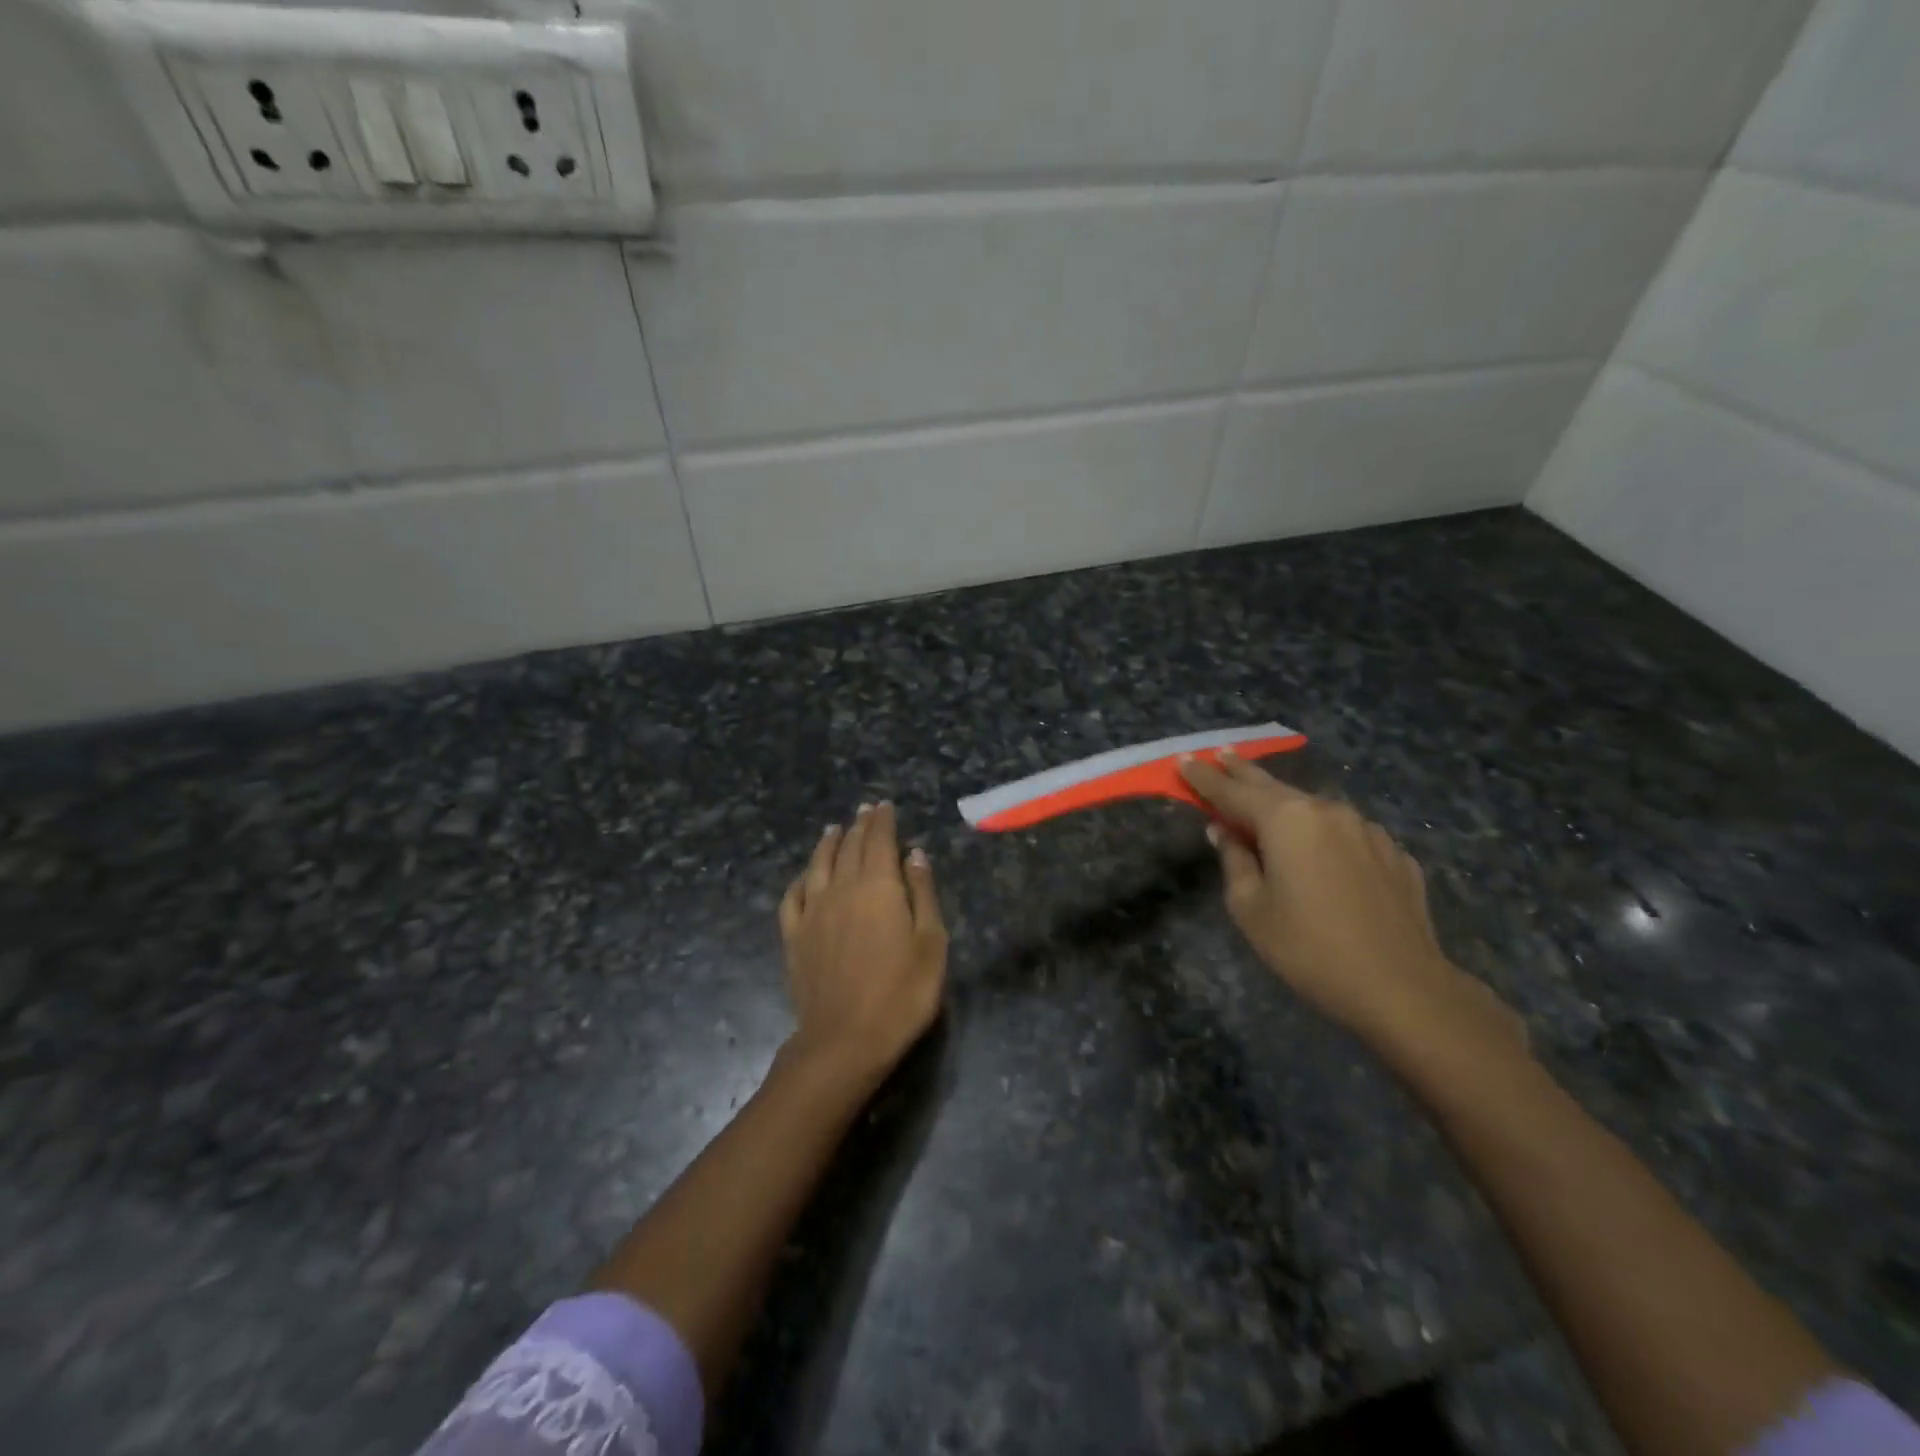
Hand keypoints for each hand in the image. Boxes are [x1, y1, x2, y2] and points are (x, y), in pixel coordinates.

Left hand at [779, 802, 947, 1085]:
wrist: (845, 1040)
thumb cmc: (901, 993)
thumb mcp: (931, 943)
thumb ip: (923, 893)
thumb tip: (915, 854)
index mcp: (878, 886)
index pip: (879, 840)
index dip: (882, 821)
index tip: (884, 806)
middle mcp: (841, 889)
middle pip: (849, 847)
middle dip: (858, 825)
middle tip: (864, 810)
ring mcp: (813, 912)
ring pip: (818, 865)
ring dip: (827, 844)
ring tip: (833, 829)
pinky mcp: (794, 937)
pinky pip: (793, 897)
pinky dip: (800, 879)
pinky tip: (804, 877)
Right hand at [1180, 751, 1522, 1056]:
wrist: (1402, 988)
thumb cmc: (1309, 949)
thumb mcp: (1250, 909)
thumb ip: (1234, 860)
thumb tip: (1224, 832)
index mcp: (1287, 820)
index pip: (1232, 791)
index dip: (1204, 778)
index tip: (1184, 761)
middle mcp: (1327, 811)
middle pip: (1274, 787)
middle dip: (1243, 772)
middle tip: (1222, 754)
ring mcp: (1367, 830)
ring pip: (1314, 810)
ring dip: (1286, 805)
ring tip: (1268, 806)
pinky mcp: (1394, 853)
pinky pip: (1346, 835)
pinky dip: (1324, 835)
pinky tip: (1321, 853)